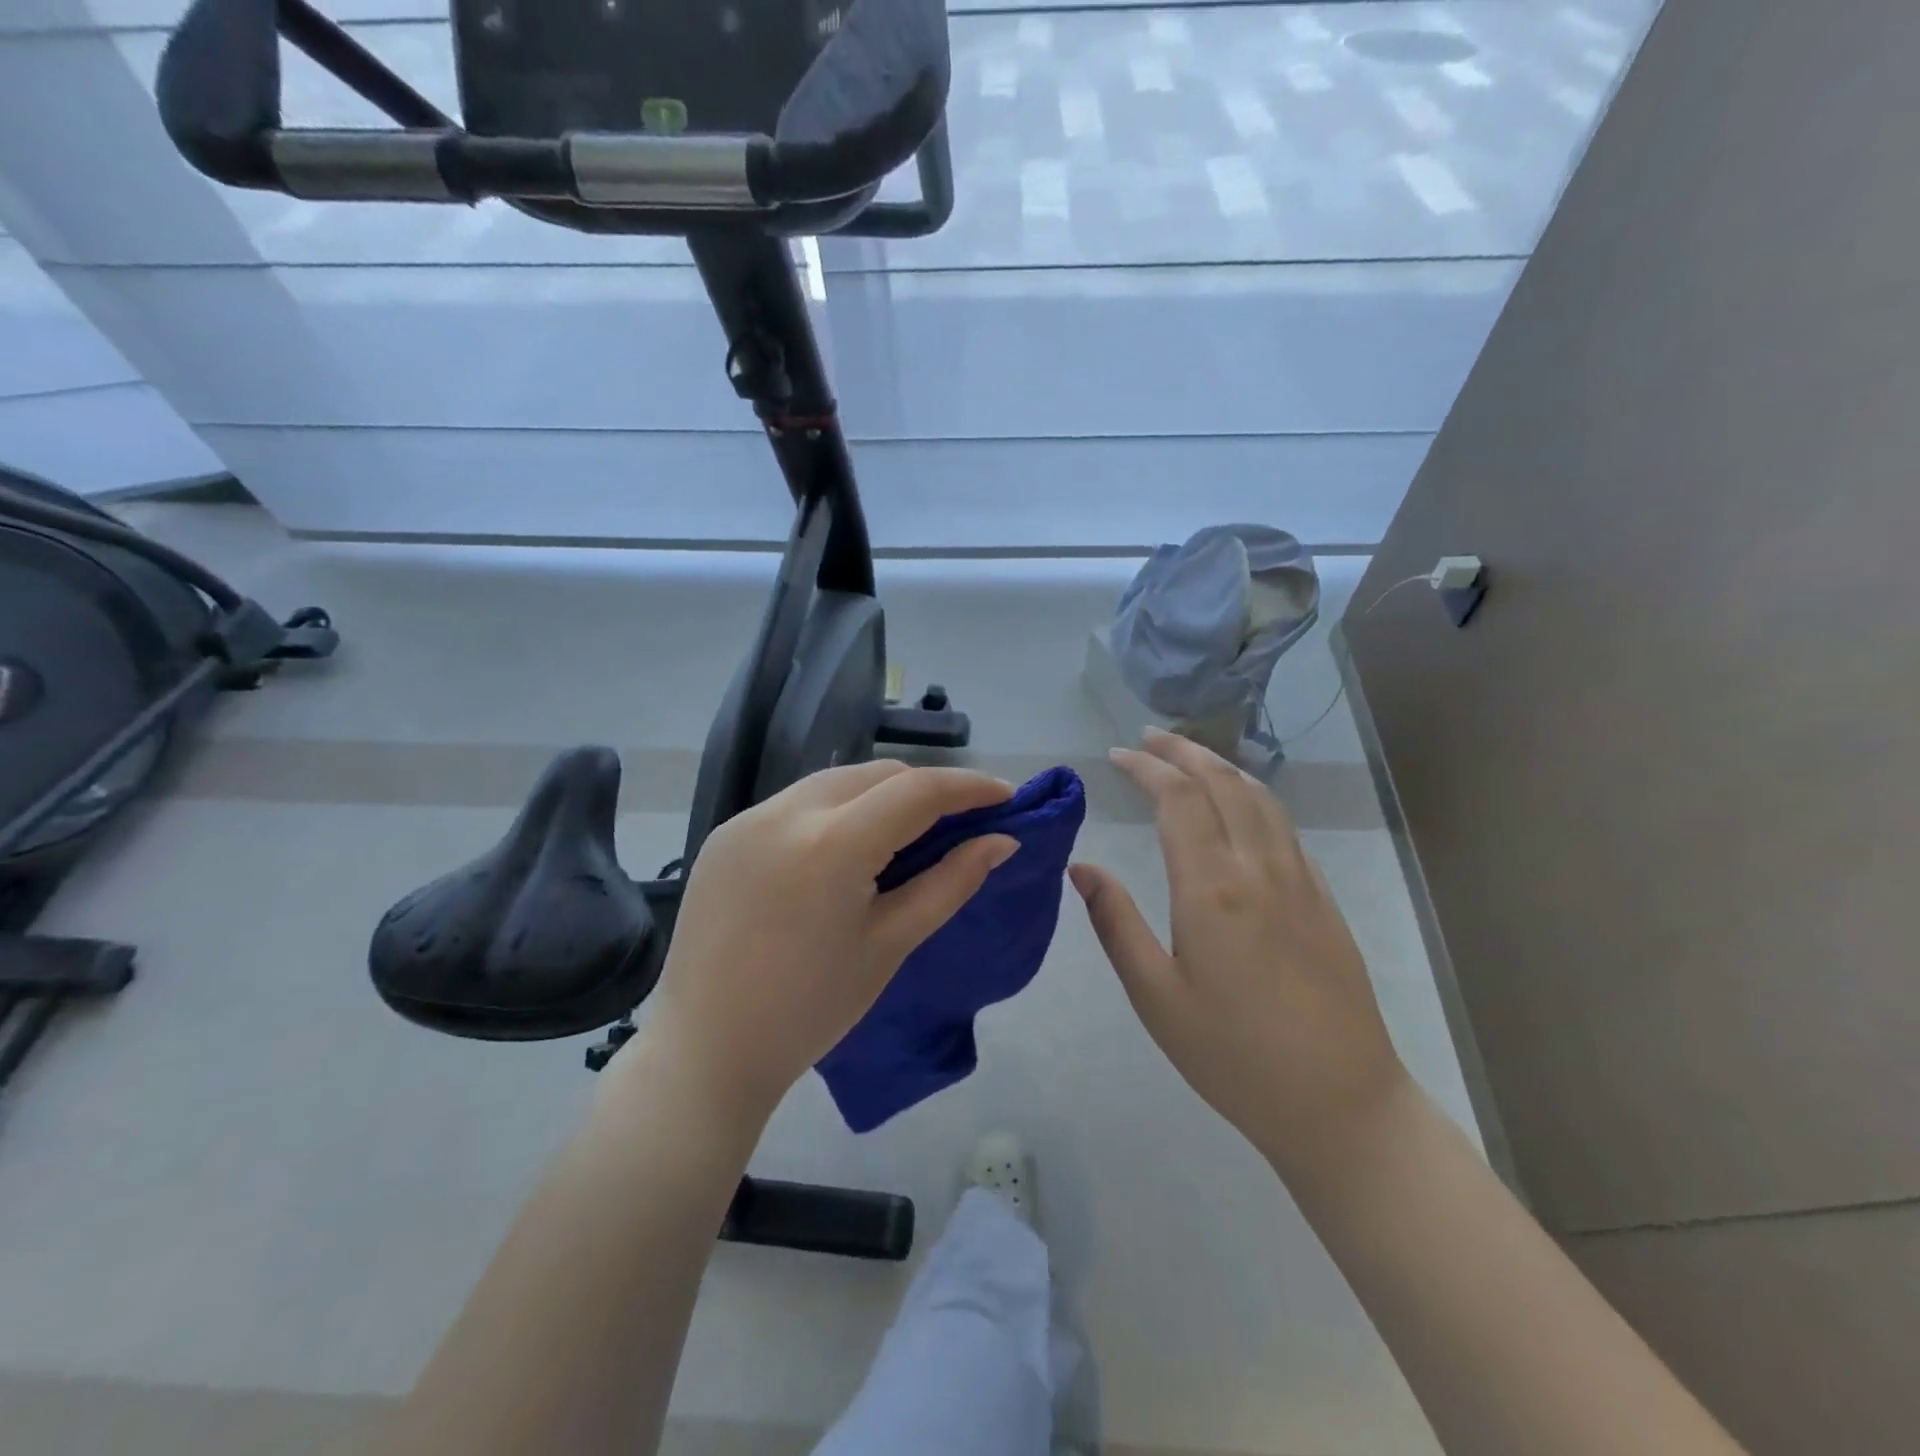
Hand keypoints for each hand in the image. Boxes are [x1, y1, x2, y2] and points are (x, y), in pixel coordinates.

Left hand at [632, 761, 1017, 1122]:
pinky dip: (837, 811)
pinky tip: (845, 850)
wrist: (706, 1051)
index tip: (1005, 796)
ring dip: (880, 796)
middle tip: (960, 821)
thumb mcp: (890, 944)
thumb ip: (950, 883)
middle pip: (876, 774)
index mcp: (831, 844)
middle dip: (925, 789)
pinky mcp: (724, 834)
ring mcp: (747, 819)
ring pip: (836, 781)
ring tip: (906, 834)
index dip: (969, 787)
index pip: (917, 791)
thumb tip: (1001, 841)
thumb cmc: (810, 1010)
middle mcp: (785, 812)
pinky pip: (797, 803)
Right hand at [1069, 730, 1407, 1178]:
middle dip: (1183, 751)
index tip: (1117, 755)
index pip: (1178, 799)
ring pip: (1260, 797)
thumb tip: (1081, 867)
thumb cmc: (1232, 1056)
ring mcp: (1300, 880)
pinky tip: (1239, 806)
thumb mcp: (1155, 996)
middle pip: (1223, 783)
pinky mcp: (1323, 899)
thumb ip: (1115, 923)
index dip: (1146, 768)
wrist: (1341, 1103)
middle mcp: (1259, 869)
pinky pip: (1283, 825)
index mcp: (1212, 889)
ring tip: (1189, 756)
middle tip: (1148, 737)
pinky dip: (1253, 795)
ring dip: (1221, 766)